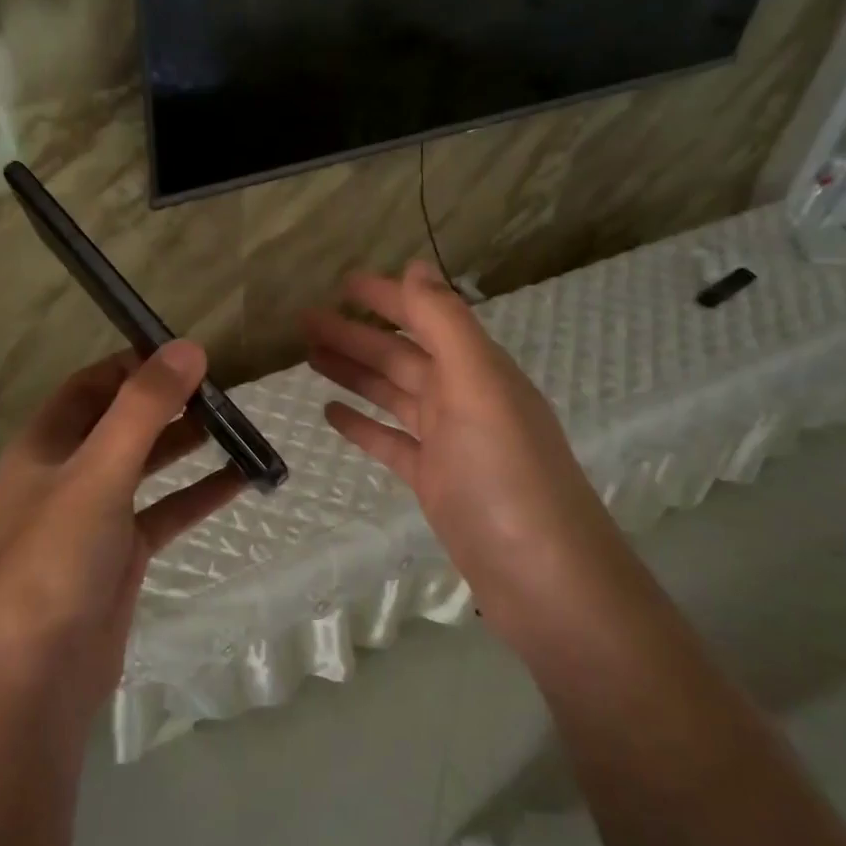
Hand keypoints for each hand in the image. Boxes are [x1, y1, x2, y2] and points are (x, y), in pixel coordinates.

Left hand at [0, 342, 245, 728]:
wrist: (39, 675)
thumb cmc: (56, 559)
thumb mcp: (99, 473)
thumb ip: (143, 409)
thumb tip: (188, 348)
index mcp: (44, 445)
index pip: (92, 386)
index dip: (136, 365)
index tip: (189, 355)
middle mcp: (67, 473)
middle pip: (122, 422)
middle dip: (169, 403)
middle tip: (224, 390)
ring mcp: (95, 515)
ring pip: (147, 465)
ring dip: (186, 445)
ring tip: (237, 425)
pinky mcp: (122, 553)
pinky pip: (165, 511)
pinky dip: (198, 494)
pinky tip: (241, 479)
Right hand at [305, 261, 615, 645]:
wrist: (541, 578)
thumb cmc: (506, 475)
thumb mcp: (478, 387)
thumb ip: (446, 324)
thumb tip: (415, 266)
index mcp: (478, 369)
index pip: (426, 318)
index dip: (386, 297)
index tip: (341, 283)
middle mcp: (464, 398)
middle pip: (401, 355)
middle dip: (355, 334)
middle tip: (305, 320)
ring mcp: (448, 442)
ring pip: (392, 394)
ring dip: (354, 372)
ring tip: (309, 356)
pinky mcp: (434, 481)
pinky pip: (390, 442)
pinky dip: (362, 424)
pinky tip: (331, 413)